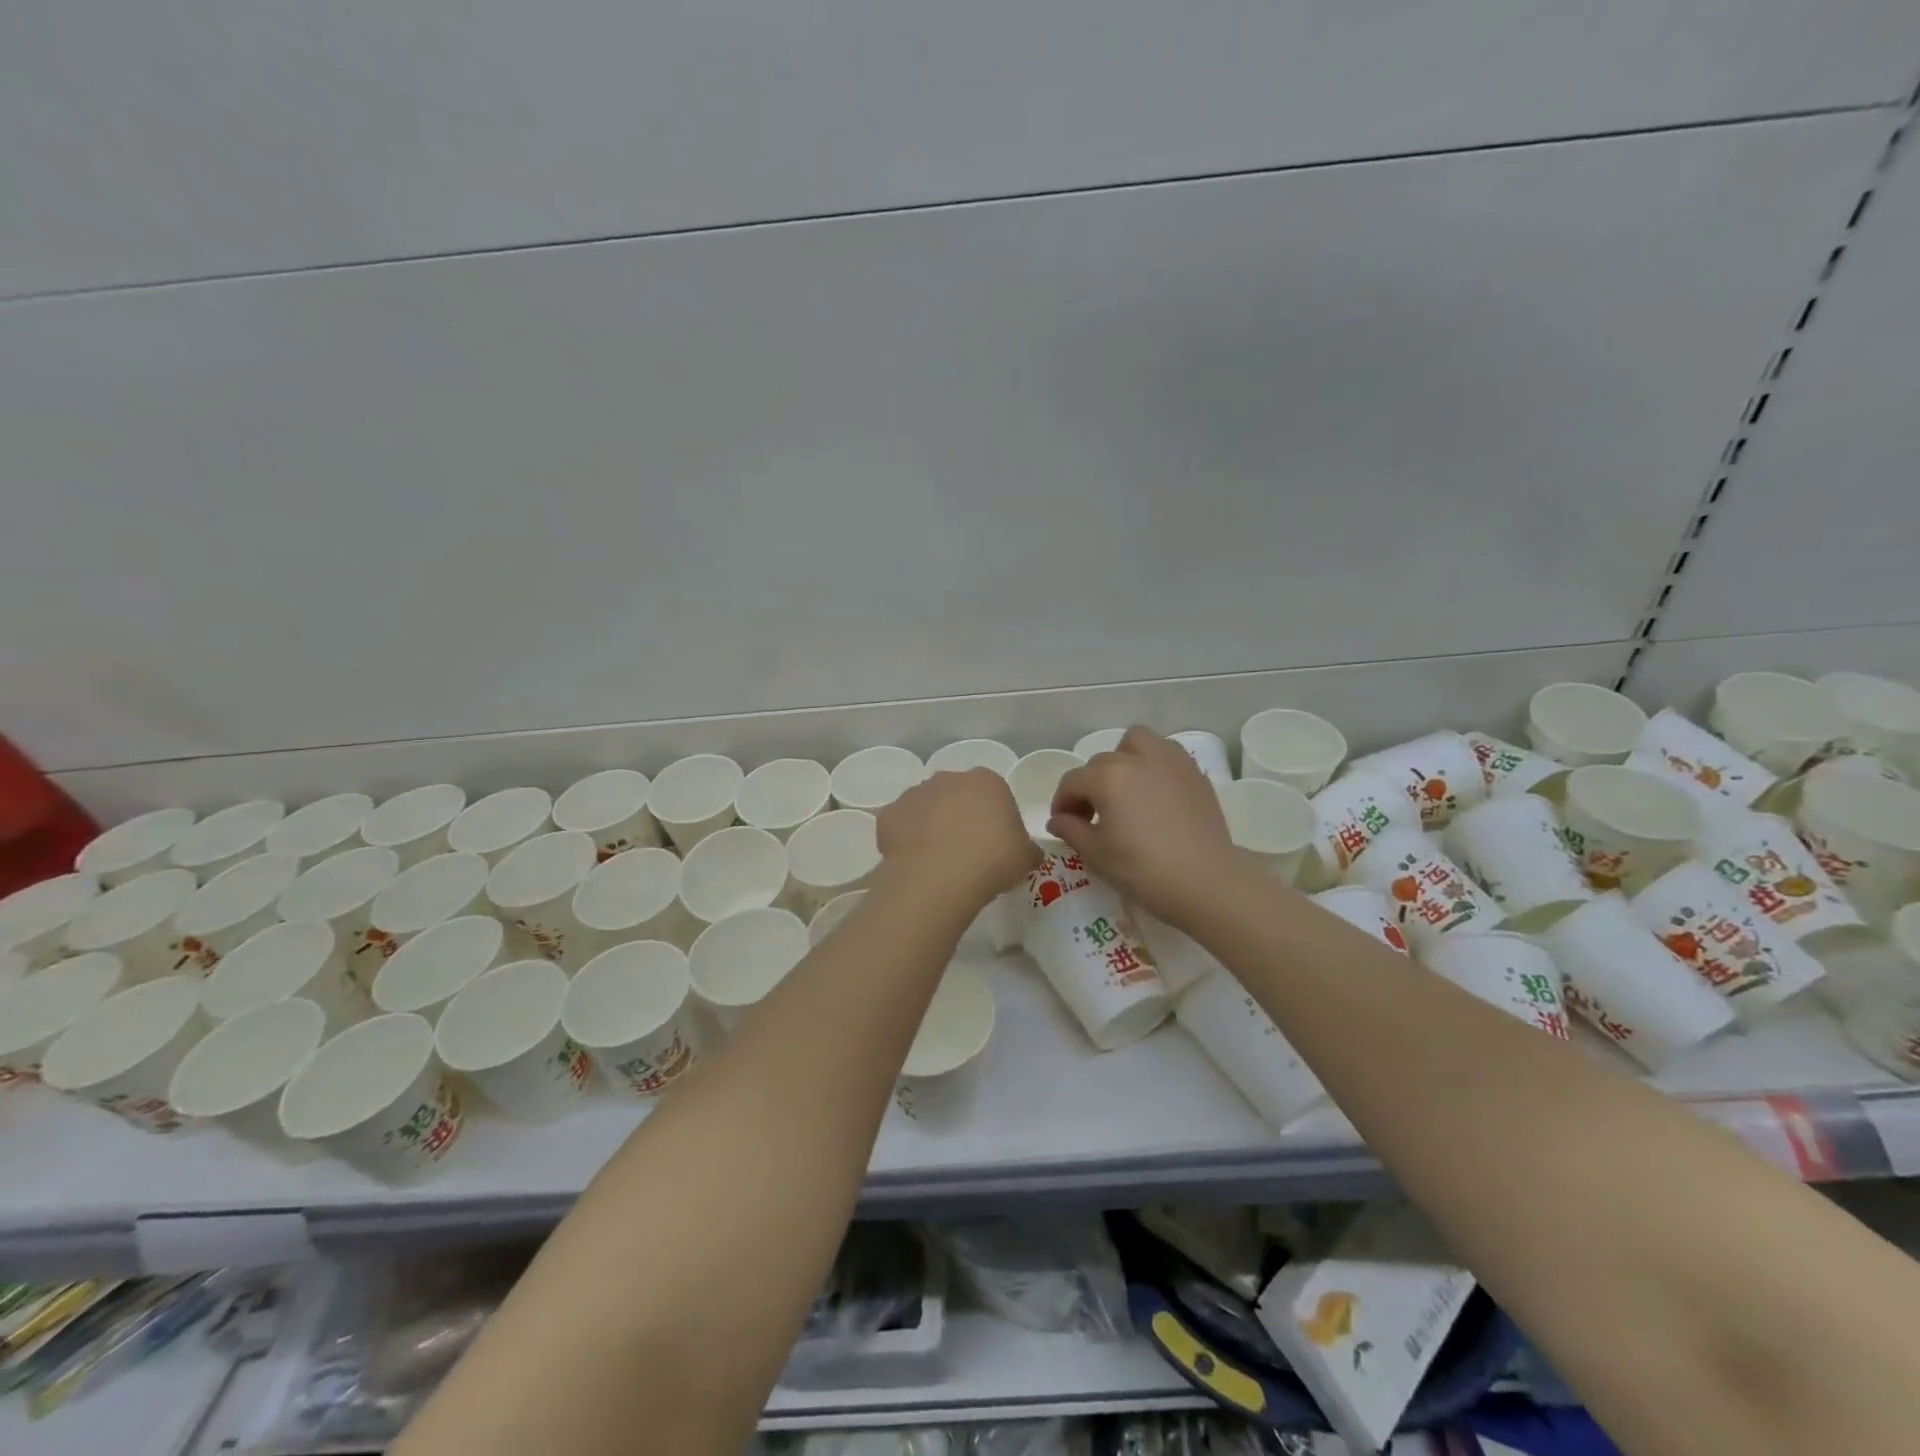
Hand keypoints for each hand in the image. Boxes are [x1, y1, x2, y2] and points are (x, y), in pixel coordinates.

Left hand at [877, 767, 1040, 907]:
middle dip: (960, 817)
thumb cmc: (992, 860)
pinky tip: (915, 863)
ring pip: (926, 808)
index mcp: (987, 781)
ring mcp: (914, 793)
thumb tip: (1026, 852)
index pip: (994, 795)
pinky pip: (900, 826)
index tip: (995, 846)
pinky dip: (906, 840)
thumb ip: (1027, 848)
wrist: (939, 877)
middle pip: (957, 796)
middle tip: (967, 852)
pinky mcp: (889, 814)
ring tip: (938, 861)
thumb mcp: (1027, 857)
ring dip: (931, 826)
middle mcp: (948, 778)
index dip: (995, 820)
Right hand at [1047, 727, 1240, 925]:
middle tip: (1094, 815)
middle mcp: (1137, 759)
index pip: (1073, 781)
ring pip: (1137, 742)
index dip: (1062, 802)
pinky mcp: (1194, 773)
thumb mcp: (1097, 855)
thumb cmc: (1143, 870)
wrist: (1205, 882)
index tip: (1063, 824)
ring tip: (1125, 789)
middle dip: (1091, 784)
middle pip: (1102, 762)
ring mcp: (1170, 762)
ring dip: (1124, 758)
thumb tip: (1058, 820)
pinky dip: (1153, 764)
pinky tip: (1154, 793)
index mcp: (1108, 778)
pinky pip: (1166, 754)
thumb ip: (1071, 830)